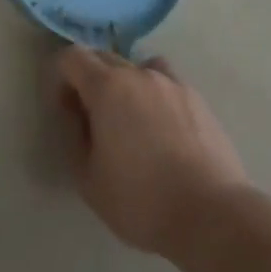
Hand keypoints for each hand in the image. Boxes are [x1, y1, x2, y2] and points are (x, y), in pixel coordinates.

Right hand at [55, 46, 249, 257]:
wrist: (211, 214)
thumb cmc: (140, 199)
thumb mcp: (88, 177)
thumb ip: (73, 135)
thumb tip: (74, 112)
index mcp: (107, 87)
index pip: (72, 57)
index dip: (59, 77)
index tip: (63, 108)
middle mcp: (140, 74)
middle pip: (104, 58)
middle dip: (89, 80)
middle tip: (90, 119)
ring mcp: (173, 84)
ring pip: (138, 68)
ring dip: (124, 84)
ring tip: (129, 121)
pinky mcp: (198, 100)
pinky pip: (166, 84)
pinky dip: (154, 95)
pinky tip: (161, 130)